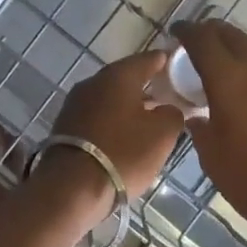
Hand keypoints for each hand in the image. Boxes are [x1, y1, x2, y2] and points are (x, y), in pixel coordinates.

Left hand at [48, 50, 185, 201]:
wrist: (71, 188)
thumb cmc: (123, 153)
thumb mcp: (162, 134)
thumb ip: (173, 114)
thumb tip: (168, 109)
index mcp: (118, 75)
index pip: (149, 59)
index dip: (167, 62)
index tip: (180, 67)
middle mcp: (93, 81)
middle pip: (126, 77)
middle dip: (147, 85)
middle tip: (168, 96)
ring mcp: (75, 103)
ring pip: (110, 97)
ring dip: (128, 105)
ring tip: (149, 120)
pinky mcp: (65, 125)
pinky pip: (97, 115)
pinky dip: (112, 121)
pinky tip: (124, 136)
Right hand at [173, 20, 246, 246]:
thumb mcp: (211, 155)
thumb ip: (201, 127)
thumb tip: (199, 116)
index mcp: (229, 77)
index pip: (202, 38)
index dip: (187, 31)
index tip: (178, 33)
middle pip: (232, 33)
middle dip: (213, 35)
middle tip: (203, 46)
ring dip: (246, 45)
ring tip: (240, 63)